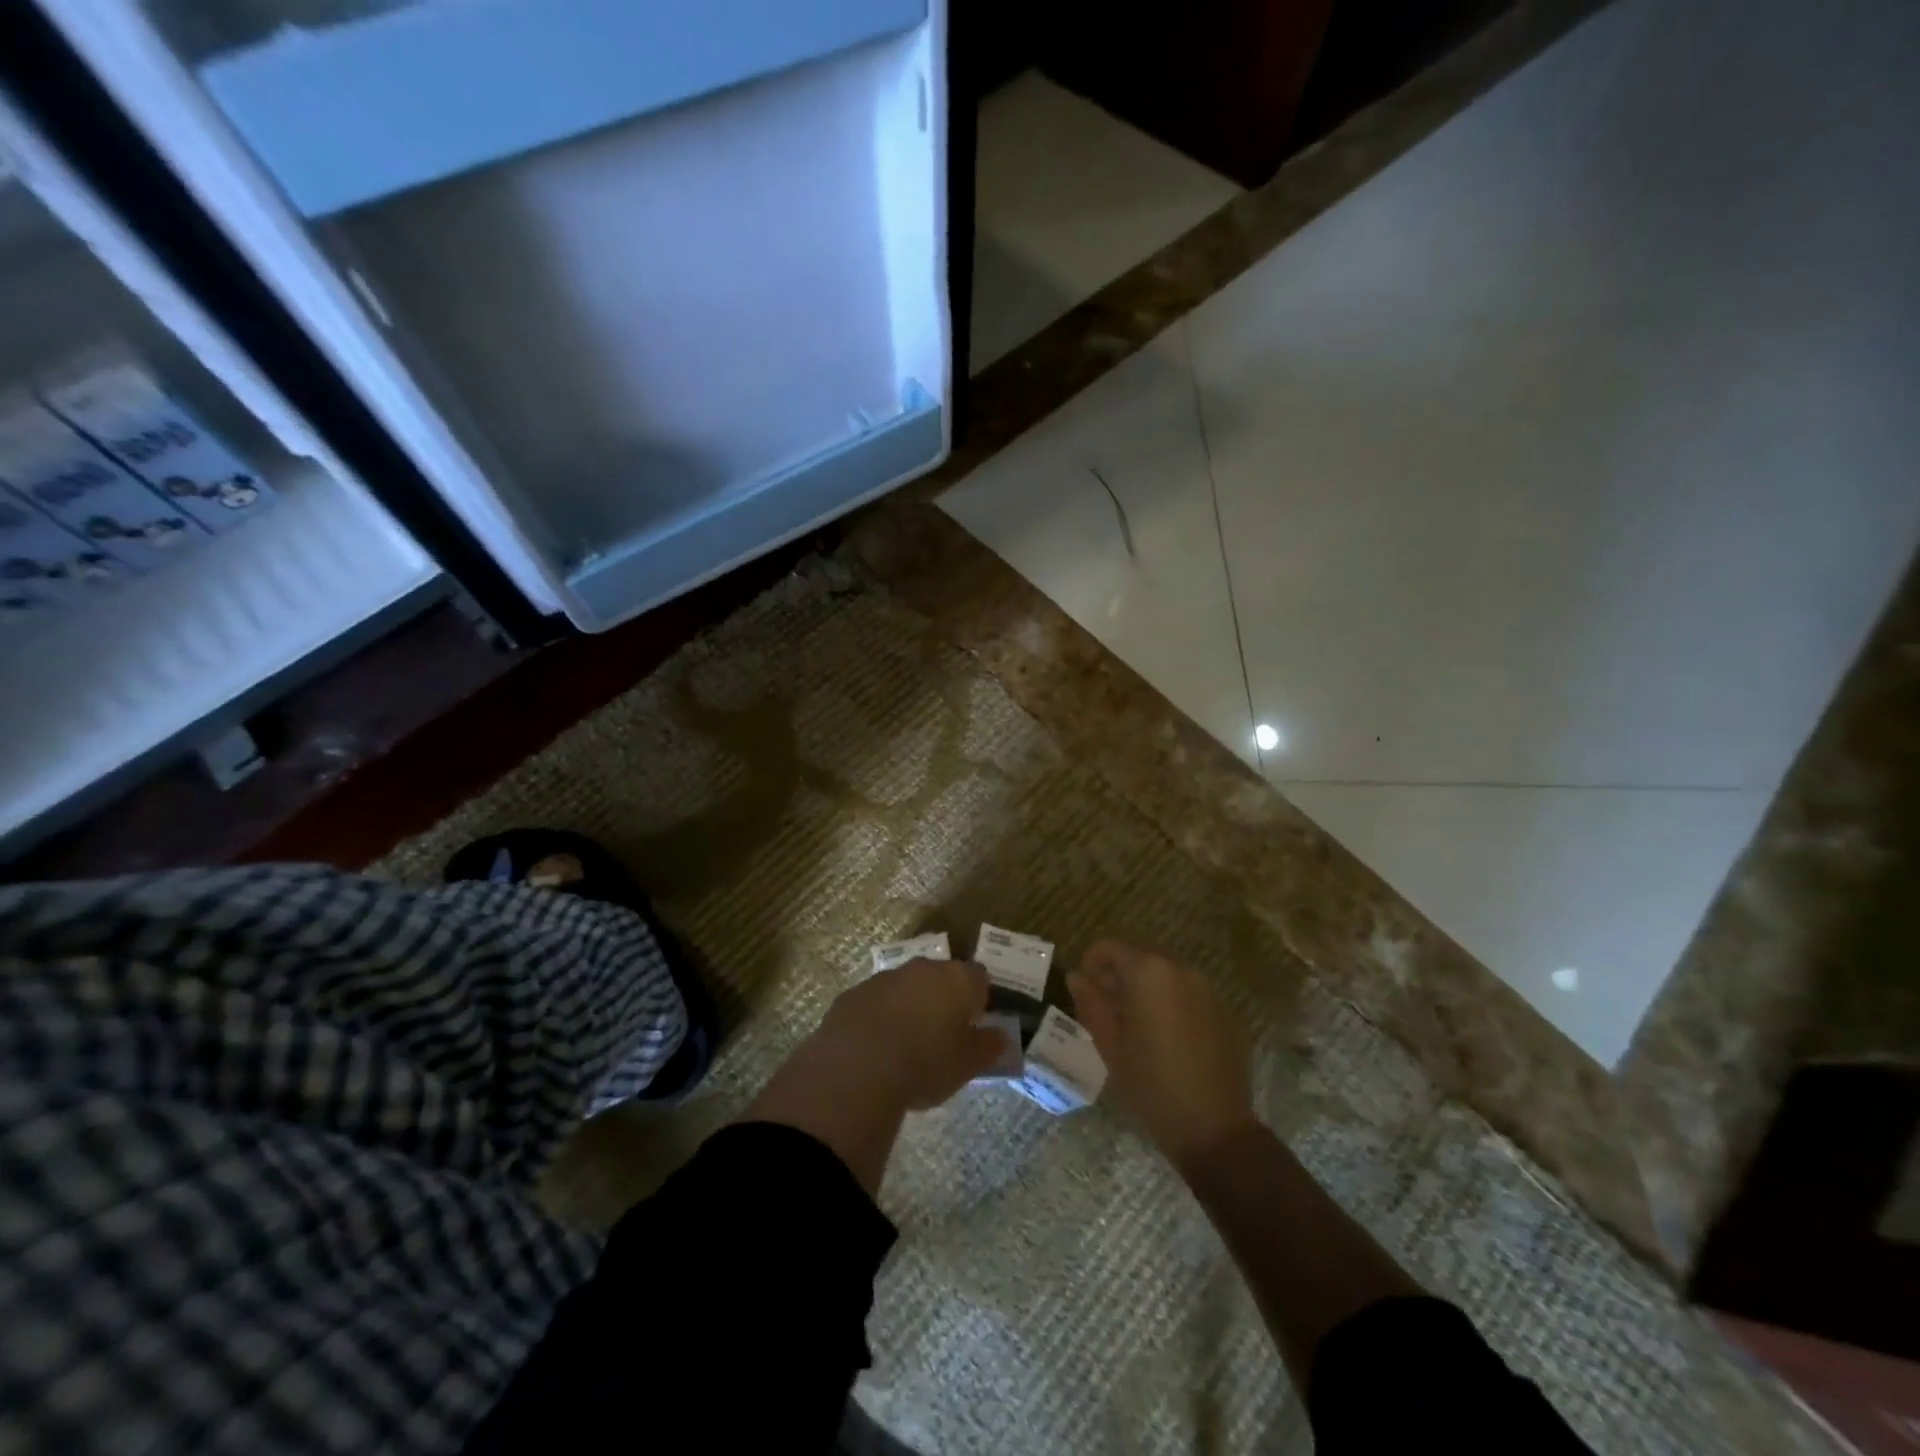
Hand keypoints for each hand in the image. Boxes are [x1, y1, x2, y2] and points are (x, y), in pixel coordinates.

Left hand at [816, 957, 1008, 1110]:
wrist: (858, 1069)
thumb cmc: (926, 1064)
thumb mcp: (967, 1066)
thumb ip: (988, 1048)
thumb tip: (1000, 1037)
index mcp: (957, 980)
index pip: (979, 977)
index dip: (979, 1000)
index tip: (974, 1026)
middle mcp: (923, 968)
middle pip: (942, 977)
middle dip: (944, 1000)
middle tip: (942, 1037)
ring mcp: (886, 977)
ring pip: (907, 987)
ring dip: (911, 1006)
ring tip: (906, 1046)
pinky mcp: (854, 993)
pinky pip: (877, 1001)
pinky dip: (880, 1017)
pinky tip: (875, 1048)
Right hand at [1068, 940, 1256, 1170]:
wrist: (1213, 1128)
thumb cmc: (1151, 1084)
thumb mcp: (1109, 1044)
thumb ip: (1091, 1002)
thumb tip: (1077, 977)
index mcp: (1147, 972)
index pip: (1110, 947)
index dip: (1092, 961)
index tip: (1085, 987)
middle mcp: (1180, 970)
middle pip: (1141, 954)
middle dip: (1120, 971)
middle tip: (1107, 1004)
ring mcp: (1207, 989)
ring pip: (1166, 972)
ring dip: (1147, 985)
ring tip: (1136, 1021)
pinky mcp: (1225, 1011)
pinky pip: (1189, 992)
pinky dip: (1172, 1000)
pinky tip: (1167, 1036)